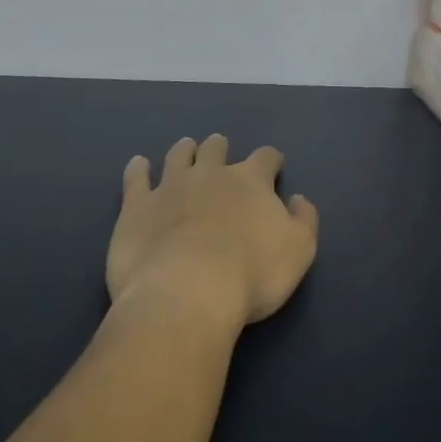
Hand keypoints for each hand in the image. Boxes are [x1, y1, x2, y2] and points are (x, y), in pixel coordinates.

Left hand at [107, 135, 318, 330]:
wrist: (186, 293)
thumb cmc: (252, 274)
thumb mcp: (300, 250)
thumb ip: (304, 219)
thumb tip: (297, 199)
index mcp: (251, 180)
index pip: (266, 158)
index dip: (271, 161)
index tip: (274, 168)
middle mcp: (211, 173)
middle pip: (216, 149)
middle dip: (220, 148)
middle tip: (220, 151)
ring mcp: (170, 186)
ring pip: (178, 155)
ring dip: (185, 150)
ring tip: (186, 148)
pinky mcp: (137, 207)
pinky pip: (136, 178)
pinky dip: (137, 169)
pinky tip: (138, 164)